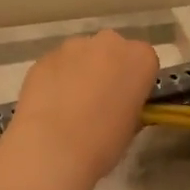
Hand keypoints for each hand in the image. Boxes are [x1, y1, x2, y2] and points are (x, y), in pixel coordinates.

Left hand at [0, 30, 159, 187]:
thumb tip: (121, 106)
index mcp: (140, 58)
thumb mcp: (132, 127)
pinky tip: (50, 106)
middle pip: (113, 51)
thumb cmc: (103, 141)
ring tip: (70, 106)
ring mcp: (72, 46)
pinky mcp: (44, 57)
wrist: (52, 146)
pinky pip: (57, 65)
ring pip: (82, 55)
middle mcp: (109, 43)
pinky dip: (56, 79)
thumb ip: (130, 105)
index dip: (136, 82)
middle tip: (100, 101)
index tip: (129, 101)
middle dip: (108, 69)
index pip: (145, 62)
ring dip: (80, 72)